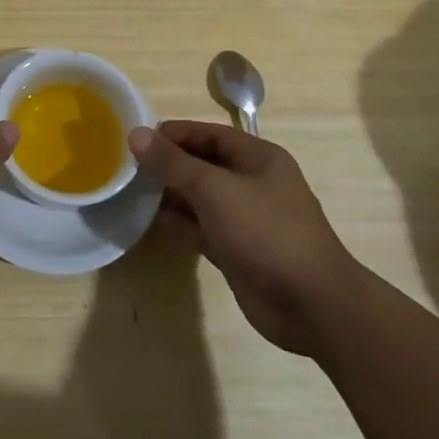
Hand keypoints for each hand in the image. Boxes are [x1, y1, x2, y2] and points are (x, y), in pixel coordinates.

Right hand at [129, 120, 360, 355]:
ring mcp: (245, 219)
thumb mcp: (214, 189)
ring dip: (170, 195)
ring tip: (131, 192)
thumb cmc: (265, 231)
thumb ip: (173, 163)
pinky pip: (201, 228)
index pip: (209, 133)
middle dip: (168, 164)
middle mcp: (252, 183)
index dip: (174, 134)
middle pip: (203, 164)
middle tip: (127, 167)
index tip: (137, 139)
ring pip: (200, 198)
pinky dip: (179, 224)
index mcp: (258, 158)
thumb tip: (136, 135)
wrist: (311, 304)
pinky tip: (150, 221)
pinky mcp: (237, 250)